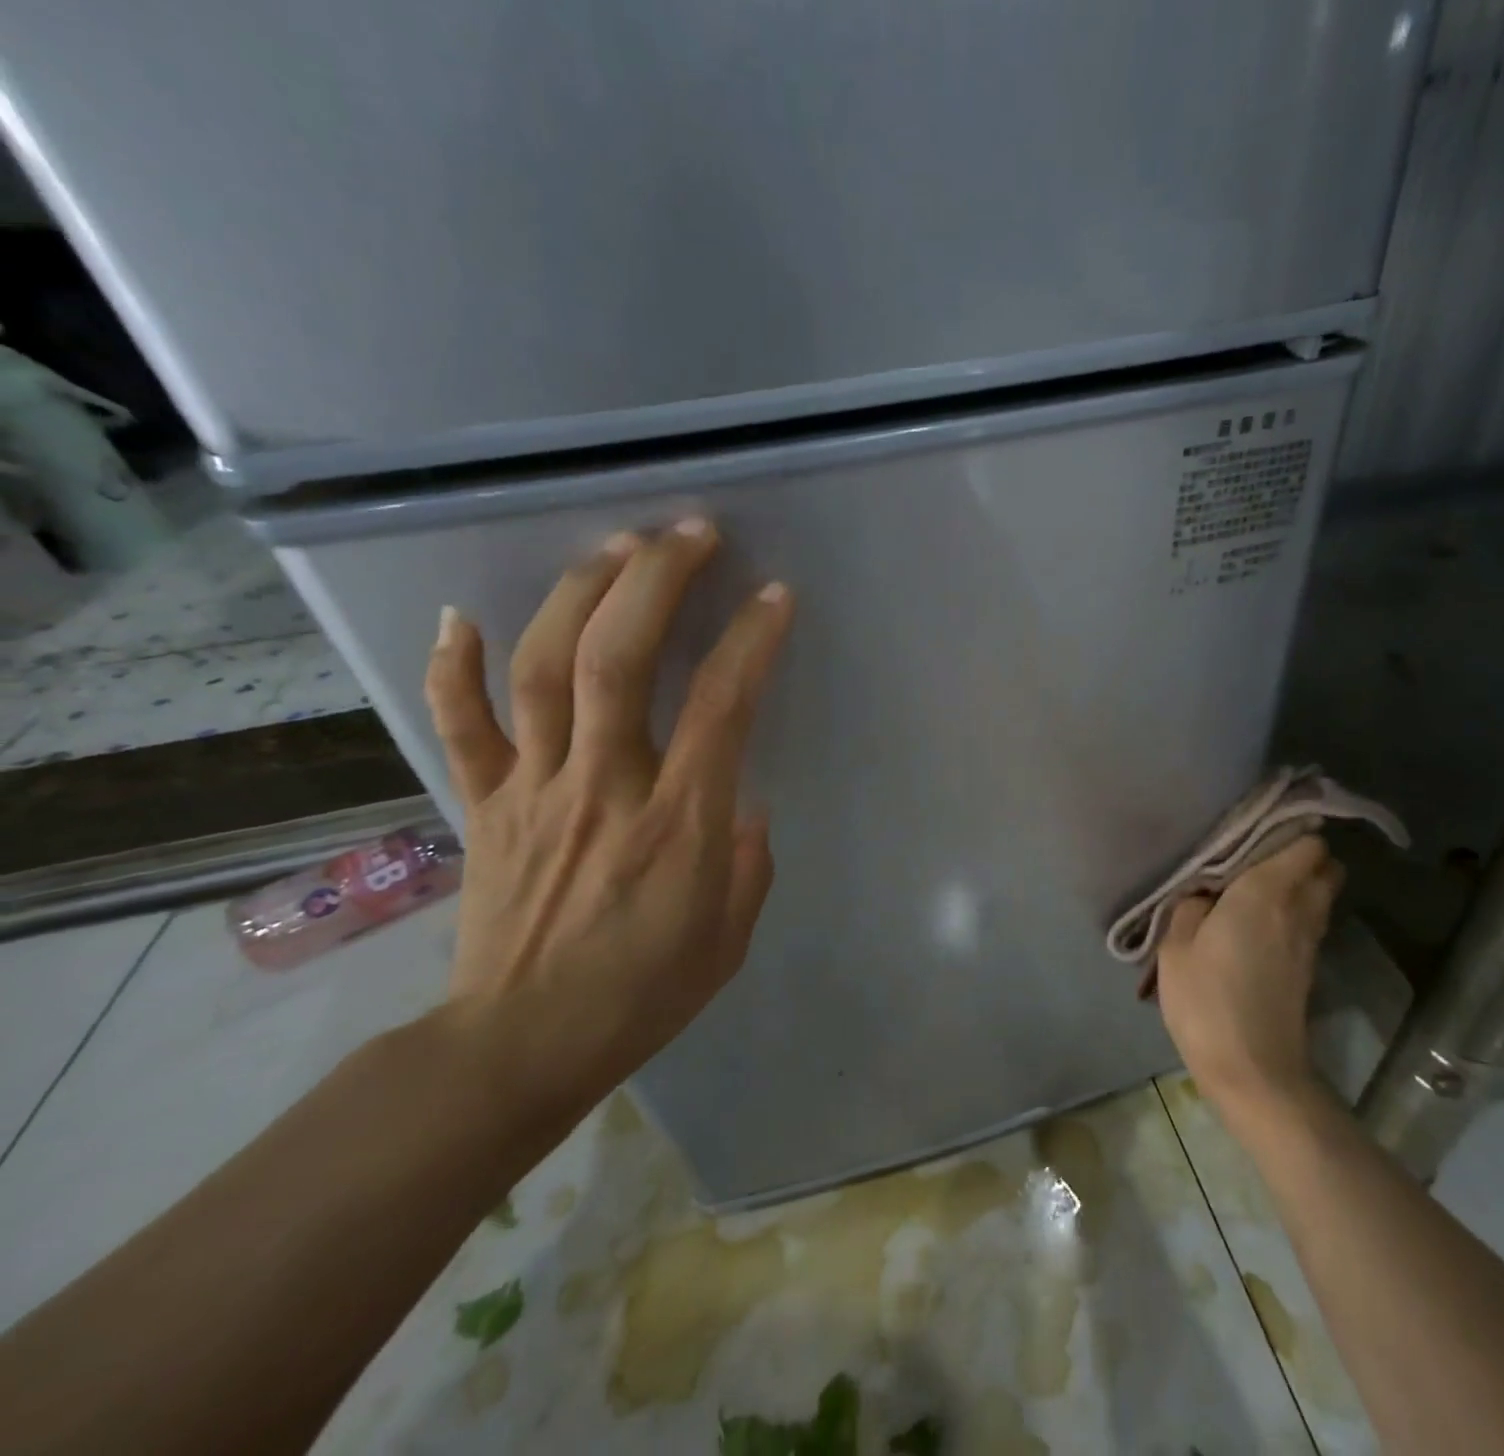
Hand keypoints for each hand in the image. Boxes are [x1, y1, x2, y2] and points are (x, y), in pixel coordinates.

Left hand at [423, 521, 793, 1118]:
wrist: (521, 1047)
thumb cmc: (642, 994)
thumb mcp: (730, 937)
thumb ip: (747, 861)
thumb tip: (741, 804)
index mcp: (677, 822)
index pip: (721, 706)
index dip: (751, 641)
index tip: (774, 597)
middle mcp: (603, 786)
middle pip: (618, 659)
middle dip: (656, 581)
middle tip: (689, 532)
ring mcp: (533, 789)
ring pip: (543, 669)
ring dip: (578, 594)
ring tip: (615, 545)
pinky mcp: (483, 806)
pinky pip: (461, 726)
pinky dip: (454, 666)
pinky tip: (460, 615)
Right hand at [1156, 835, 1343, 1123]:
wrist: (1254, 1071)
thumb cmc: (1207, 1000)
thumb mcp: (1176, 947)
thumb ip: (1190, 906)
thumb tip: (1205, 895)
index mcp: (1266, 891)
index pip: (1306, 842)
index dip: (1290, 829)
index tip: (1259, 828)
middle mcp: (1298, 908)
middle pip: (1325, 865)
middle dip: (1302, 854)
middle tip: (1258, 858)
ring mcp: (1310, 940)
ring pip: (1322, 894)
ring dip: (1300, 883)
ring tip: (1256, 888)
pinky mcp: (1309, 968)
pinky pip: (1311, 920)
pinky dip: (1295, 912)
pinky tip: (1259, 924)